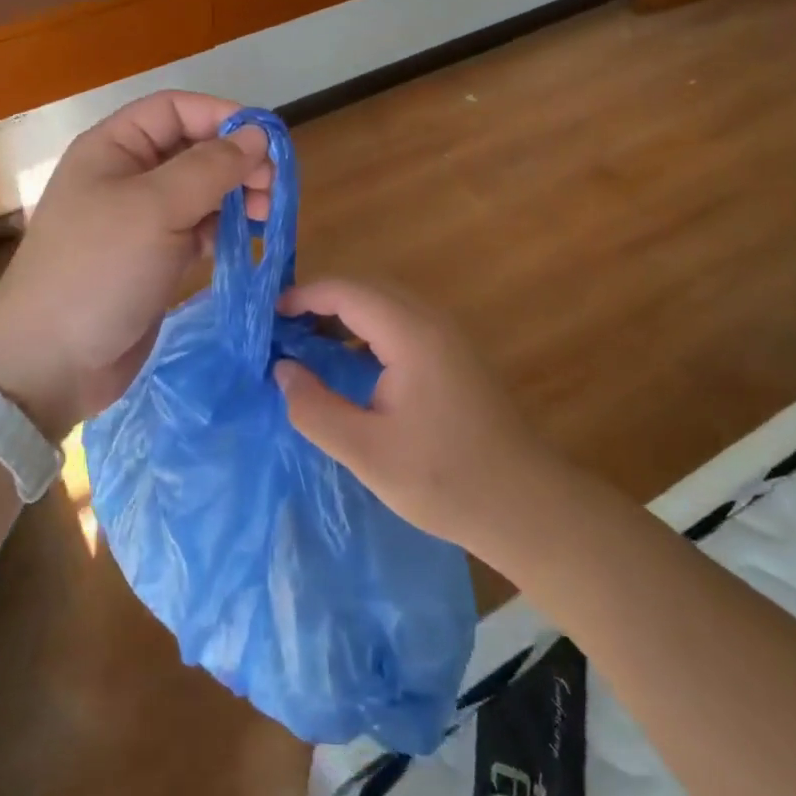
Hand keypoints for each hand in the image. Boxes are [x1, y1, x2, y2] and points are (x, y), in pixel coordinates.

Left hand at [0, 92, 271, 441]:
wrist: (52, 361)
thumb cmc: (99, 270)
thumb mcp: (155, 209)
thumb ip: (210, 167)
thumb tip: (258, 135)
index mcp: (113, 148)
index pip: (175, 109)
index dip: (222, 116)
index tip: (267, 143)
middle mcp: (126, 175)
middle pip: (192, 148)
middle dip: (235, 161)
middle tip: (272, 189)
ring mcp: (140, 219)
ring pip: (200, 190)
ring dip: (236, 196)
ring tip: (266, 216)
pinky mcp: (154, 258)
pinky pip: (197, 229)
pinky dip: (225, 229)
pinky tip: (248, 241)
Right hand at [274, 280, 554, 554]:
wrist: (526, 506)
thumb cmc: (444, 479)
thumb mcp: (366, 452)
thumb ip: (315, 408)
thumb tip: (282, 370)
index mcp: (411, 335)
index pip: (347, 291)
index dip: (304, 296)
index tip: (269, 317)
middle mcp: (431, 322)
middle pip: (367, 289)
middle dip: (321, 301)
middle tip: (283, 331)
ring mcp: (448, 337)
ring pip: (385, 304)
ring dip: (345, 315)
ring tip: (308, 344)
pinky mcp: (455, 355)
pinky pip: (401, 323)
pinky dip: (367, 331)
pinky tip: (350, 364)